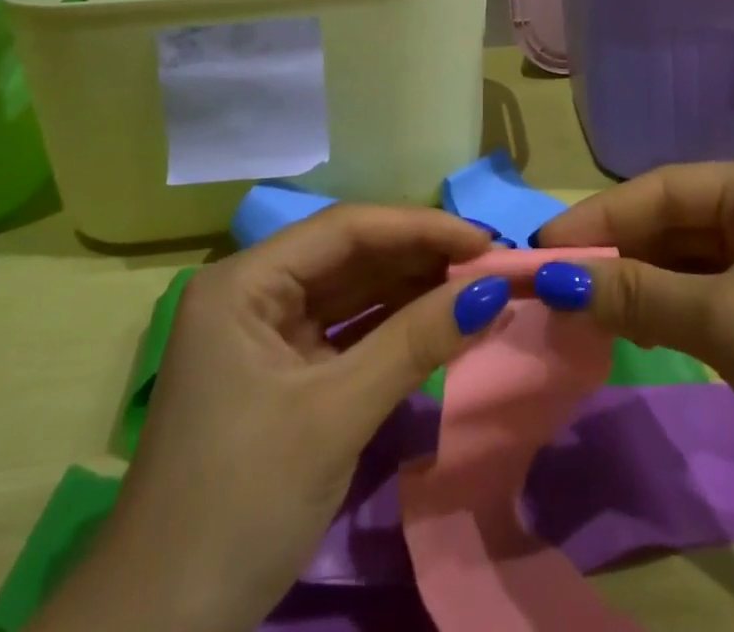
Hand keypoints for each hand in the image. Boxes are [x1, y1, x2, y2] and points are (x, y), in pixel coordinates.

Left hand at [32, 206, 512, 631]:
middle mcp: (254, 293)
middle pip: (350, 255)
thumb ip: (415, 342)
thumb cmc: (238, 505)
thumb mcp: (335, 415)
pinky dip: (393, 329)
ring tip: (476, 288)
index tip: (485, 241)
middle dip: (420, 257)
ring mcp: (266, 336)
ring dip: (412, 290)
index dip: (419, 227)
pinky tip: (438, 324)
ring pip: (352, 292)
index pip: (346, 229)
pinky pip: (348, 333)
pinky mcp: (283, 376)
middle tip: (490, 265)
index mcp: (245, 282)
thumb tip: (495, 289)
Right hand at [535, 162, 733, 631]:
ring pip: (687, 262)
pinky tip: (628, 328)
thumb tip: (553, 280)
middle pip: (673, 223)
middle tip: (550, 284)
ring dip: (636, 285)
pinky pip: (708, 297)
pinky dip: (667, 311)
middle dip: (614, 253)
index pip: (662, 189)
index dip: (598, 218)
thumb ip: (636, 295)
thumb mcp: (725, 321)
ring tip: (576, 308)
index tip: (539, 249)